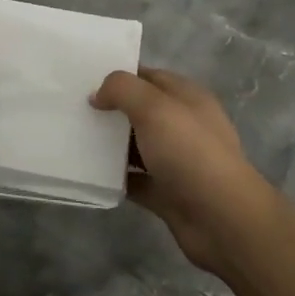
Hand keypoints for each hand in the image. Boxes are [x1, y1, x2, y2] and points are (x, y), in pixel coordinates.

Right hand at [91, 67, 278, 275]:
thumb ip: (122, 89)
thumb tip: (98, 95)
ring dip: (109, 144)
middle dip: (110, 110)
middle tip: (72, 109)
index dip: (119, 76)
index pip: (148, 77)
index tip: (83, 80)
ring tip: (73, 138)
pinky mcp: (166, 192)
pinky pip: (134, 179)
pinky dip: (115, 177)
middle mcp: (183, 126)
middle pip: (140, 111)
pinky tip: (89, 173)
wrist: (222, 220)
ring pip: (135, 146)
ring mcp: (175, 161)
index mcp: (187, 98)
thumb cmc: (190, 153)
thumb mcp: (155, 107)